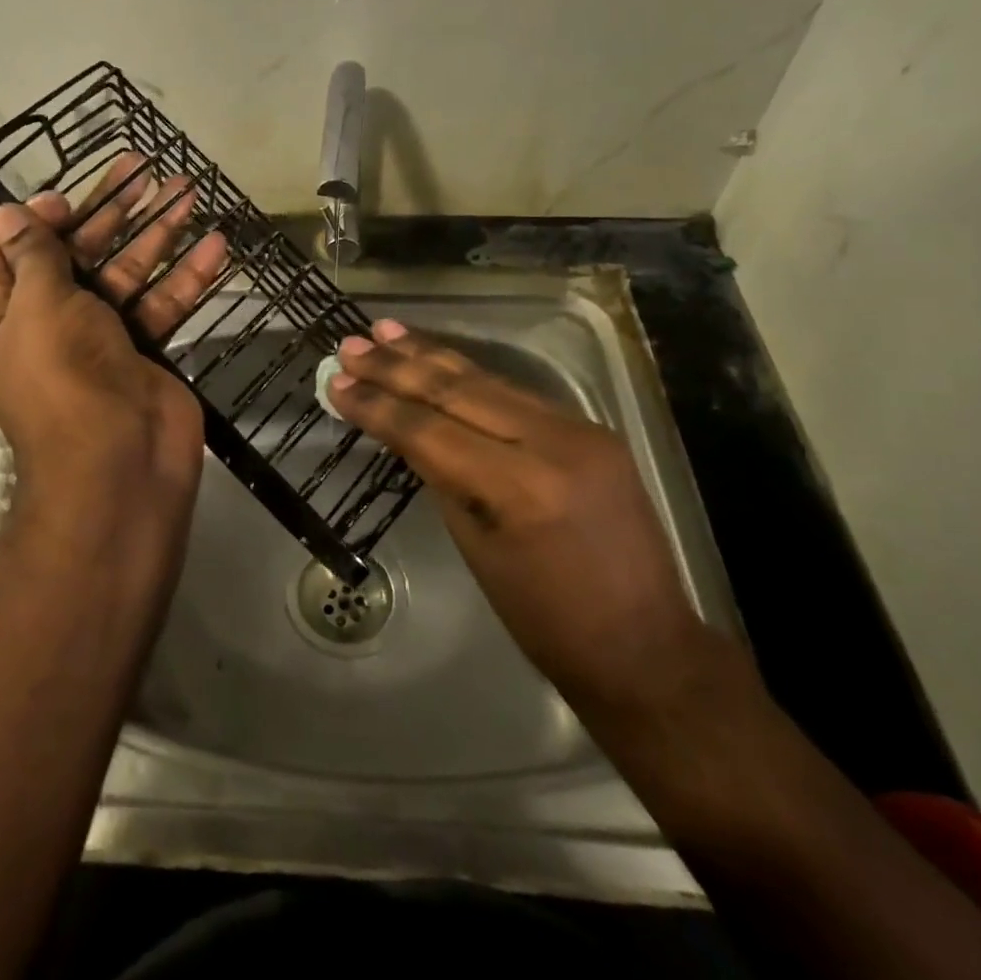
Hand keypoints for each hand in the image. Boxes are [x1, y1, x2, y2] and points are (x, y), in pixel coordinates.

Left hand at [0, 156, 229, 559]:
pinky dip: (187, 277)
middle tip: (146, 171)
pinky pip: (162, 304)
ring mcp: (99, 337)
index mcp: (1, 313)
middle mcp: (46, 322)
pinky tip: (216, 245)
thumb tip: (6, 210)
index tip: (69, 197)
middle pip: (78, 254)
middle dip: (112, 212)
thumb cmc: (63, 375)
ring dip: (158, 234)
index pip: (11, 252)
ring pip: (127, 273)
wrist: (118, 466)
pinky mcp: (144, 350)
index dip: (38, 220)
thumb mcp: (39, 303)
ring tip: (189, 189)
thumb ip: (34, 253)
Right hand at [327, 320, 712, 719]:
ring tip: (386, 331)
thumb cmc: (546, 619)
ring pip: (489, 381)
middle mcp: (553, 443)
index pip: (430, 430)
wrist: (645, 648)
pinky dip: (472, 377)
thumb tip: (408, 431)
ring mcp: (580, 430)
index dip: (377, 405)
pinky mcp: (592, 430)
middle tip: (351, 345)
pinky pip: (518, 396)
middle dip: (397, 367)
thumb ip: (443, 477)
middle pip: (458, 391)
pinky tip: (441, 361)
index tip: (336, 382)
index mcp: (519, 487)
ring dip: (432, 356)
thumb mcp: (476, 548)